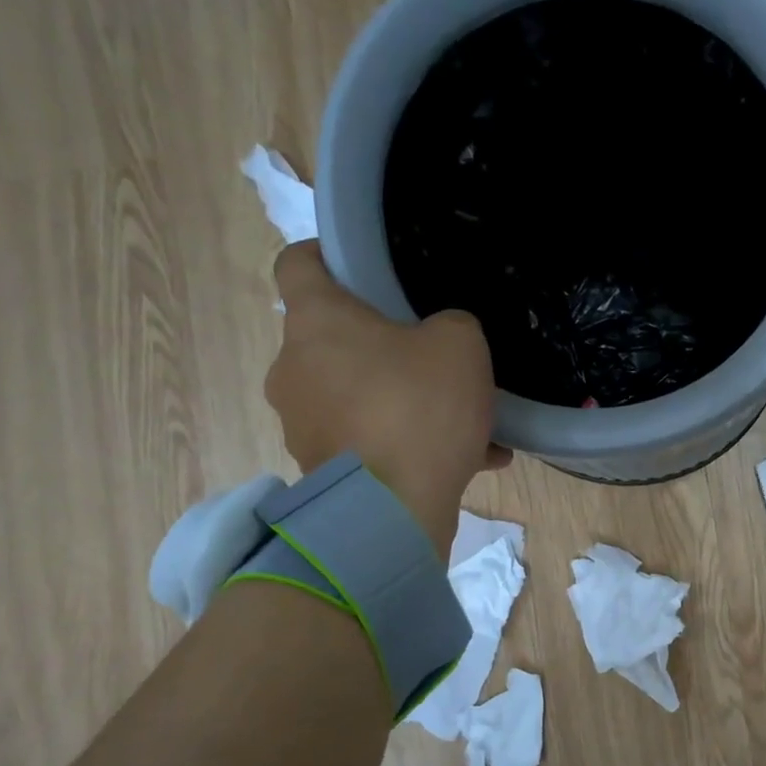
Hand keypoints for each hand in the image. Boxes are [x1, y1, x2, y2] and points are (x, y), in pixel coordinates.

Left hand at [265, 241, 509, 554]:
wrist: (395, 510)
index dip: (328, 256)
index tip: (364, 268)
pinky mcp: (321, 468)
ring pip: (358, 396)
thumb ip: (451, 325)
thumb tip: (438, 340)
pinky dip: (409, 444)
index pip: (298, 263)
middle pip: (333, 339)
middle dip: (382, 345)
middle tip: (432, 358)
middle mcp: (294, 368)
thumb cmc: (420, 407)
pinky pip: (371, 441)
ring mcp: (303, 423)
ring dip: (403, 401)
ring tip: (464, 422)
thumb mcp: (461, 345)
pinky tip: (471, 459)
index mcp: (316, 321)